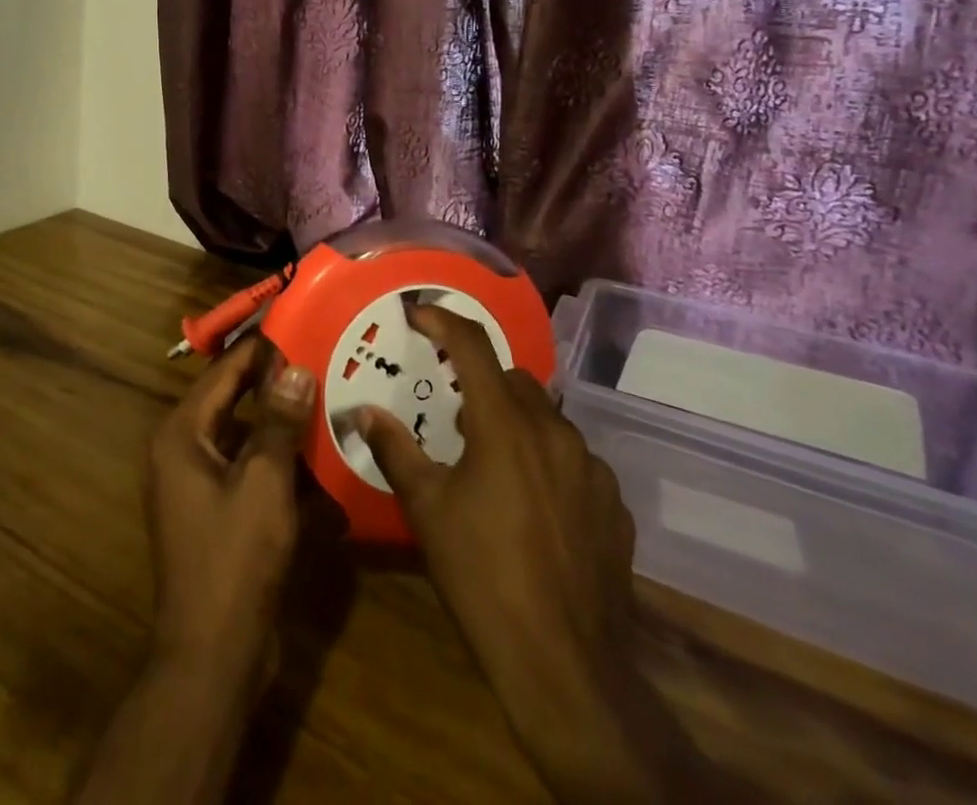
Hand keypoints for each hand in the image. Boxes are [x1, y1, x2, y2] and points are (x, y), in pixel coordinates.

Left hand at [75, 336, 315, 804]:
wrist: (213, 656)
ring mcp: (198, 483)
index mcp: (181, 434)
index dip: (259, 347)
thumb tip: (294, 368)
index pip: (224, 371)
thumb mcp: (263, 483)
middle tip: (320, 355)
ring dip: (282, 421)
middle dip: (274, 382)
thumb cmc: (233, 559)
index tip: (297, 322)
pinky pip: (250, 469)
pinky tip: (320, 454)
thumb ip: (278, 422)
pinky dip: (279, 460)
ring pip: (246, 435)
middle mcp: (183, 450)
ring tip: (327, 394)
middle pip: (233, 400)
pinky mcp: (218, 511)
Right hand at [357, 305, 738, 803]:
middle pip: (513, 380)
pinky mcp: (613, 505)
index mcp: (504, 424)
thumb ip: (396, 450)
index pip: (471, 346)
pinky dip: (549, 463)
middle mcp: (554, 431)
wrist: (564, 665)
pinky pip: (575, 461)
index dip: (443, 320)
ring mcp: (591, 468)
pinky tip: (534, 506)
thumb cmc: (482, 576)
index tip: (418, 312)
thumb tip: (363, 413)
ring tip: (492, 464)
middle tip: (455, 417)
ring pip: (547, 419)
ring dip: (516, 424)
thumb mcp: (427, 510)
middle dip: (481, 384)